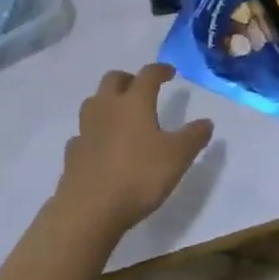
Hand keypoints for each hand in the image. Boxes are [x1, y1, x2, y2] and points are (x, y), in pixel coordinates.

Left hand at [55, 65, 211, 236]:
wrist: (89, 209)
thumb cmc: (138, 176)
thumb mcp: (177, 157)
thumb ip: (193, 137)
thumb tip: (206, 122)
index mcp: (134, 102)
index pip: (147, 75)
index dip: (160, 70)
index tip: (170, 72)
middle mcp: (107, 107)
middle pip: (113, 79)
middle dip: (128, 79)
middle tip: (140, 89)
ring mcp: (85, 129)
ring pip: (93, 102)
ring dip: (107, 102)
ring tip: (120, 115)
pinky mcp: (72, 153)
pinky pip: (82, 133)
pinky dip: (93, 133)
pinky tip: (100, 146)